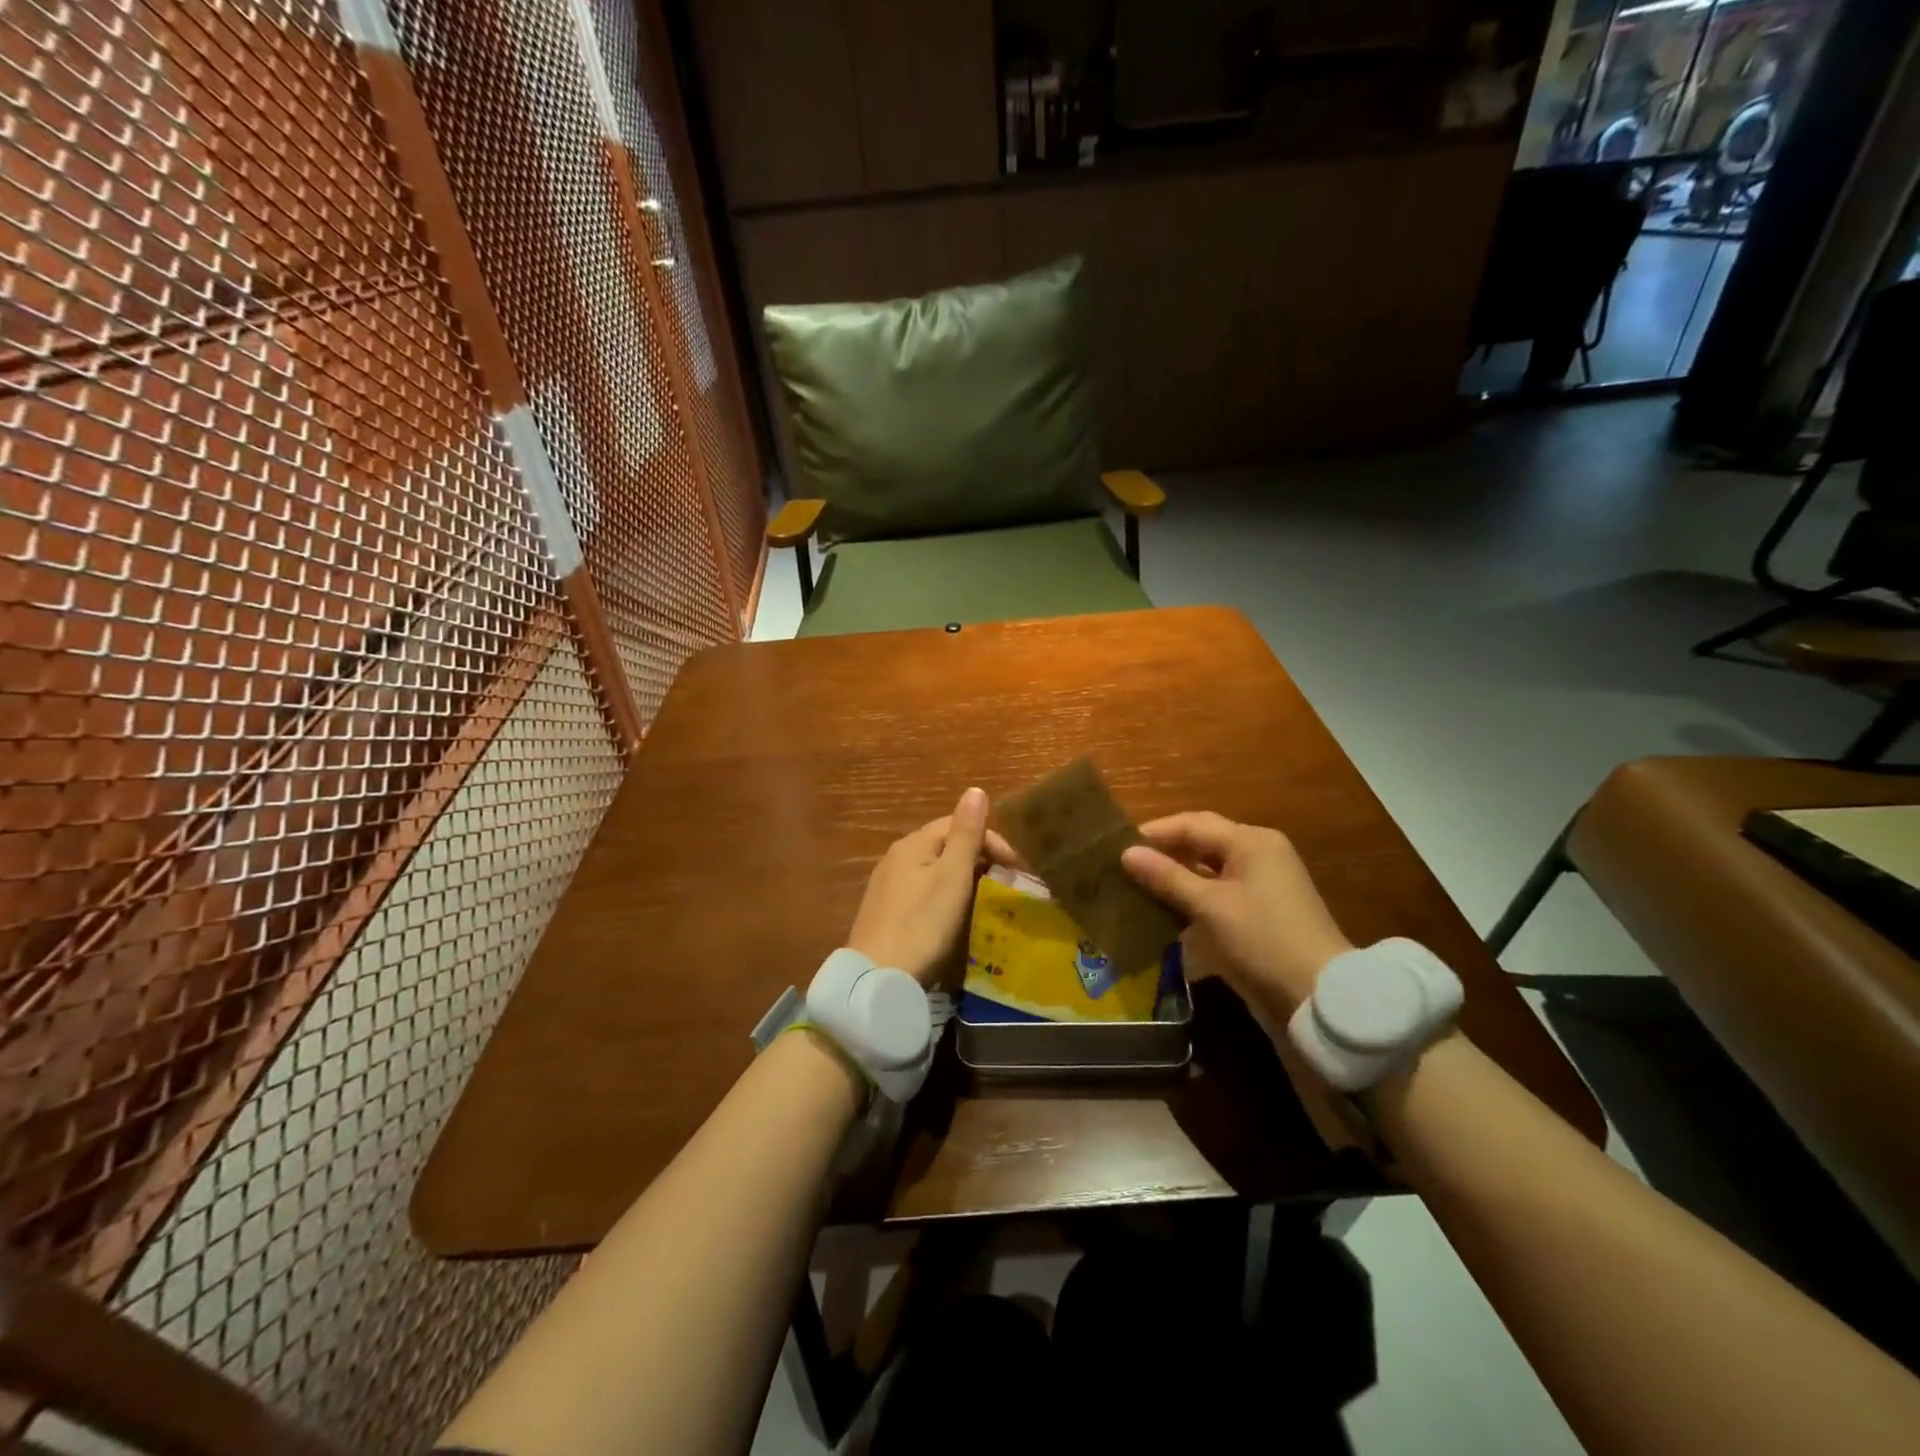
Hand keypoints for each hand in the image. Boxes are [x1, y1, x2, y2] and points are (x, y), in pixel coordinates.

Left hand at [847, 787, 1015, 988]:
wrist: (878, 978)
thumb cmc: (922, 923)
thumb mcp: (952, 875)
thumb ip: (965, 833)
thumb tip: (975, 790)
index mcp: (913, 843)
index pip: (957, 825)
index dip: (992, 841)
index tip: (1018, 869)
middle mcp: (896, 857)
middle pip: (944, 846)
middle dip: (979, 859)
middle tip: (1006, 885)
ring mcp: (887, 886)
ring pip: (934, 870)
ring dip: (963, 879)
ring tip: (987, 901)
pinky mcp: (885, 913)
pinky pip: (922, 892)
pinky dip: (945, 896)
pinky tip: (954, 917)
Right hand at [1120, 812, 1351, 1015]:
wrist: (1318, 995)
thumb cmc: (1262, 939)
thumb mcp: (1210, 906)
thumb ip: (1167, 877)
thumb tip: (1127, 853)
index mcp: (1251, 841)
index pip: (1193, 823)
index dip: (1155, 832)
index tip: (1117, 846)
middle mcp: (1258, 854)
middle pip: (1201, 842)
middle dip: (1164, 852)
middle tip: (1124, 865)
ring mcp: (1262, 883)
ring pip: (1208, 869)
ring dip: (1176, 876)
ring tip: (1138, 886)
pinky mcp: (1260, 911)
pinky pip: (1218, 892)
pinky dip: (1192, 896)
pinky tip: (1166, 910)